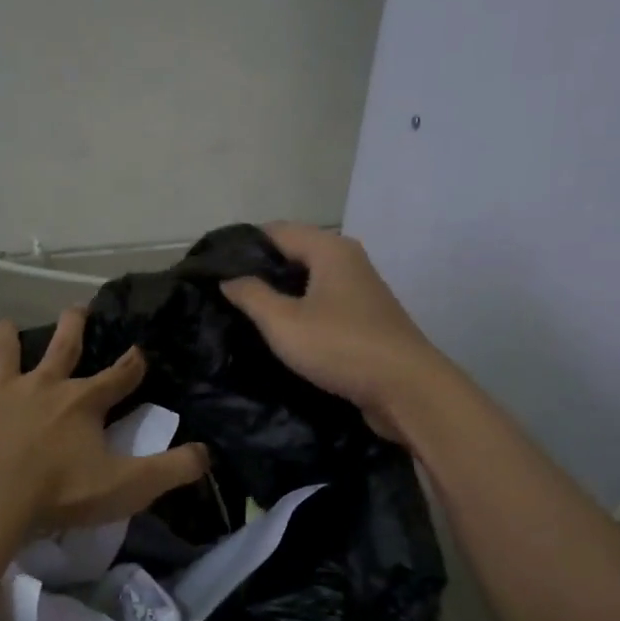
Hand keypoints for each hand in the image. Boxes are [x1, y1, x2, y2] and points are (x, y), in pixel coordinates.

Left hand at [0, 308, 209, 531]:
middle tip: (76, 309)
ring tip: (3, 325)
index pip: (118, 377)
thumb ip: (171, 470)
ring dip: (4, 339)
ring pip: (3, 353)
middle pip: (62, 347)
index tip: (140, 353)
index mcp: (83, 402)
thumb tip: (206, 455)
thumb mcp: (127, 486)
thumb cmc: (60, 492)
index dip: (132, 365)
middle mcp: (43, 384)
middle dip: (72, 328)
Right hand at [221, 223, 455, 439]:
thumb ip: (251, 296)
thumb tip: (228, 279)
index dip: (243, 246)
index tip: (212, 268)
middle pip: (294, 253)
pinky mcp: (366, 319)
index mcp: (329, 249)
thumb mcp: (283, 322)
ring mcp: (361, 290)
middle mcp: (348, 260)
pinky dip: (301, 311)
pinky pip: (324, 304)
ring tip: (246, 314)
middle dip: (260, 271)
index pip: (276, 231)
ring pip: (310, 281)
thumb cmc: (341, 347)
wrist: (406, 390)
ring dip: (281, 294)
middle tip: (225, 294)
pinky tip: (282, 332)